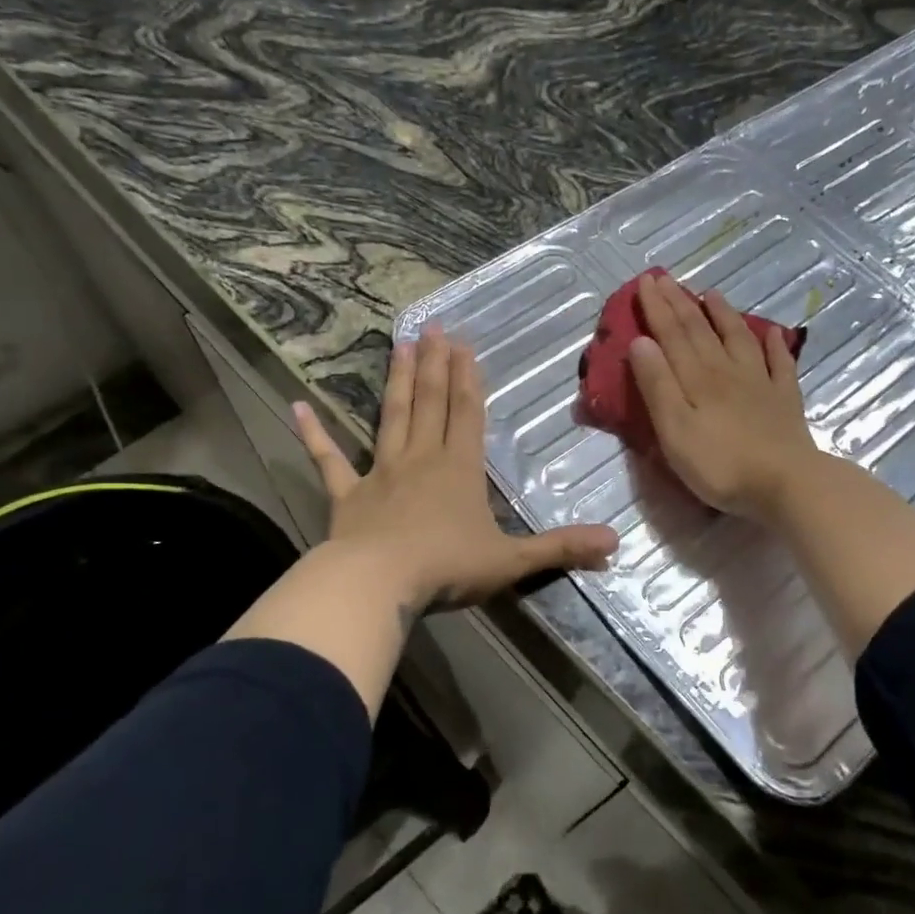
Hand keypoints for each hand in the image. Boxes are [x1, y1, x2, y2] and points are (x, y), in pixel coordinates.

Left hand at [294, 327, 618, 614]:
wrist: (377, 585)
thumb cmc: (446, 568)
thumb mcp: (511, 561)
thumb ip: (561, 548)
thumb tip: (616, 543)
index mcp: (459, 469)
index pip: (467, 413)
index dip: (469, 378)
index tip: (464, 344)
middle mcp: (420, 459)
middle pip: (431, 403)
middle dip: (437, 365)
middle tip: (434, 328)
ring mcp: (380, 473)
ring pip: (391, 417)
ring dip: (397, 382)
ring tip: (400, 346)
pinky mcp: (347, 495)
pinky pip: (328, 460)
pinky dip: (314, 435)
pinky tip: (298, 407)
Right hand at [626, 271, 822, 522]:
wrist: (786, 484)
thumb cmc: (720, 463)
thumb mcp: (674, 429)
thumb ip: (657, 385)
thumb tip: (641, 341)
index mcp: (696, 378)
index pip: (672, 334)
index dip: (657, 307)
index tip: (645, 281)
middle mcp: (727, 370)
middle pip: (700, 330)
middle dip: (680, 302)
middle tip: (665, 278)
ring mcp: (760, 382)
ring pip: (738, 338)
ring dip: (723, 314)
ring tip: (712, 293)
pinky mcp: (784, 400)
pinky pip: (780, 363)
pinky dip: (774, 345)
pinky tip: (773, 333)